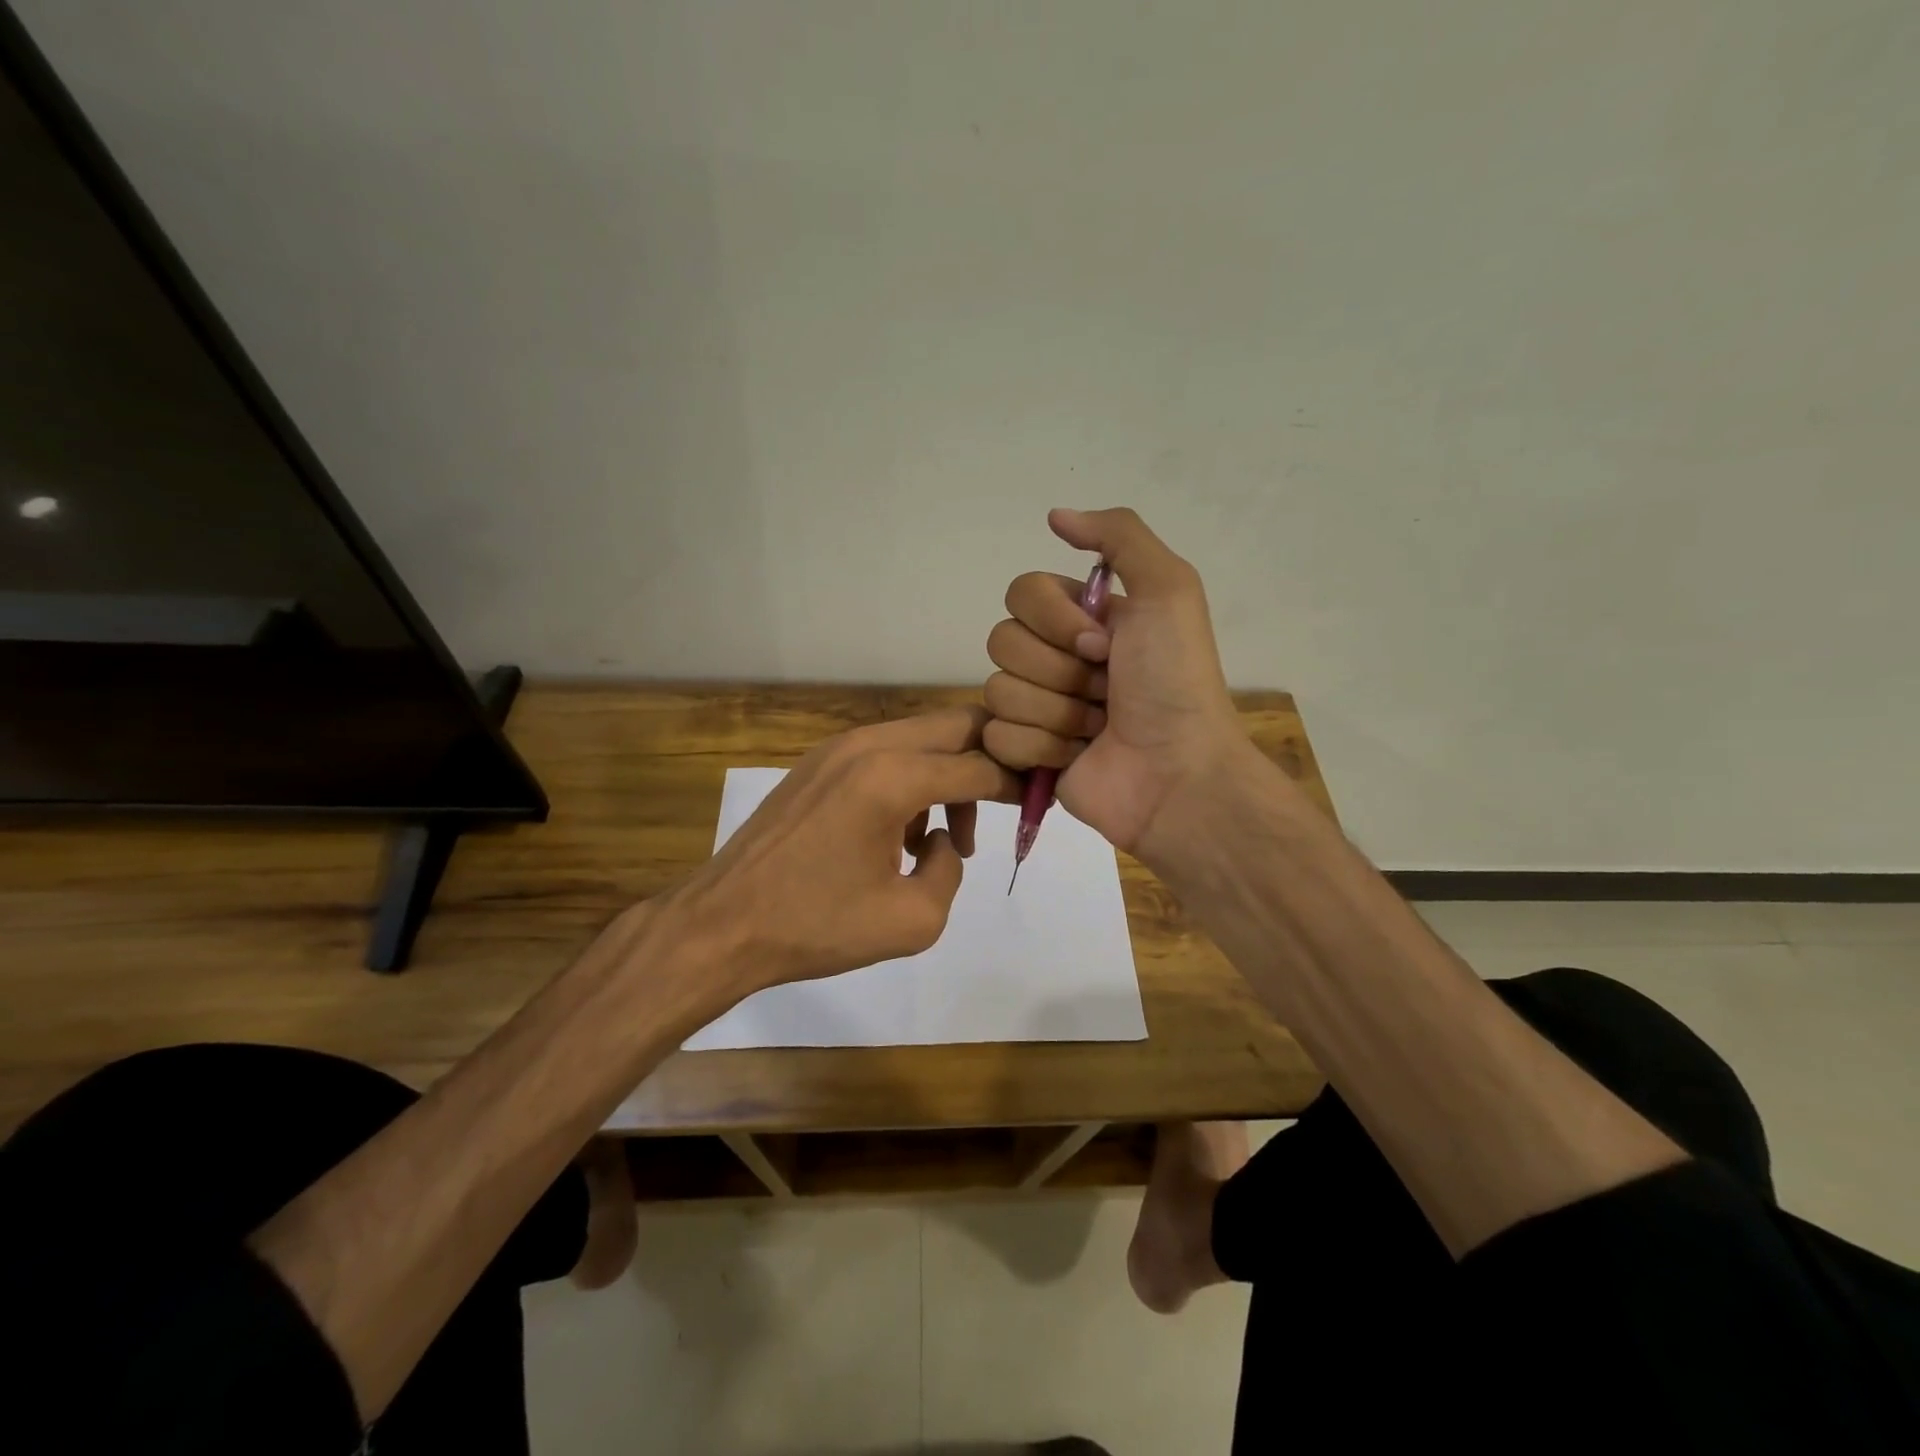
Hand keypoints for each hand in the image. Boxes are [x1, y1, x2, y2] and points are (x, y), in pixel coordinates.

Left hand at [664, 706, 1019, 997]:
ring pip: (920, 738)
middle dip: (988, 761)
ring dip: (947, 776)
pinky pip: (886, 754)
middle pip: (955, 726)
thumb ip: (951, 869)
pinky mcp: (818, 763)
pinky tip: (900, 836)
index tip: (1036, 804)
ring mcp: (838, 748)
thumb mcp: (912, 920)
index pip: (980, 764)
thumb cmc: (817, 926)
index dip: (1017, 783)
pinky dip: (911, 780)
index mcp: (893, 777)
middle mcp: (868, 745)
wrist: (723, 924)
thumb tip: (945, 840)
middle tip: (1002, 806)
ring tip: (945, 840)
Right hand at [983, 508, 1249, 865]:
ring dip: (1056, 712)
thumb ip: (1119, 535)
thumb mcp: (1169, 589)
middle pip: (1002, 642)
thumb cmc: (1175, 681)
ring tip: (1097, 727)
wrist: (1177, 773)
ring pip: (998, 690)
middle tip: (1106, 690)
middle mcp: (1055, 657)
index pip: (1021, 594)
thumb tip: (1054, 516)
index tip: (1102, 644)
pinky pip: (997, 735)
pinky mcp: (1025, 754)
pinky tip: (1075, 755)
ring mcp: (1038, 707)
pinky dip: (1040, 747)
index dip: (1055, 620)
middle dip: (1059, 671)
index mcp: (1082, 618)